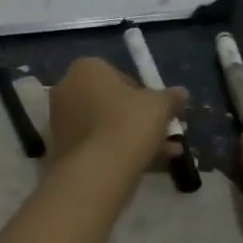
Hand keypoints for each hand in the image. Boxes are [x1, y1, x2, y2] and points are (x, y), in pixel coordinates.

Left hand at [47, 57, 187, 183]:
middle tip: (161, 131)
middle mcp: (67, 90)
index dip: (140, 91)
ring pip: (103, 126)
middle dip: (137, 117)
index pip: (116, 73)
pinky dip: (117, 152)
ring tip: (165, 153)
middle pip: (109, 101)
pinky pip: (95, 146)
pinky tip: (147, 166)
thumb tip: (181, 93)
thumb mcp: (159, 106)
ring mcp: (60, 123)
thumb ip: (170, 97)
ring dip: (132, 136)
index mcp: (85, 69)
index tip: (155, 108)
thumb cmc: (128, 124)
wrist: (97, 172)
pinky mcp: (61, 151)